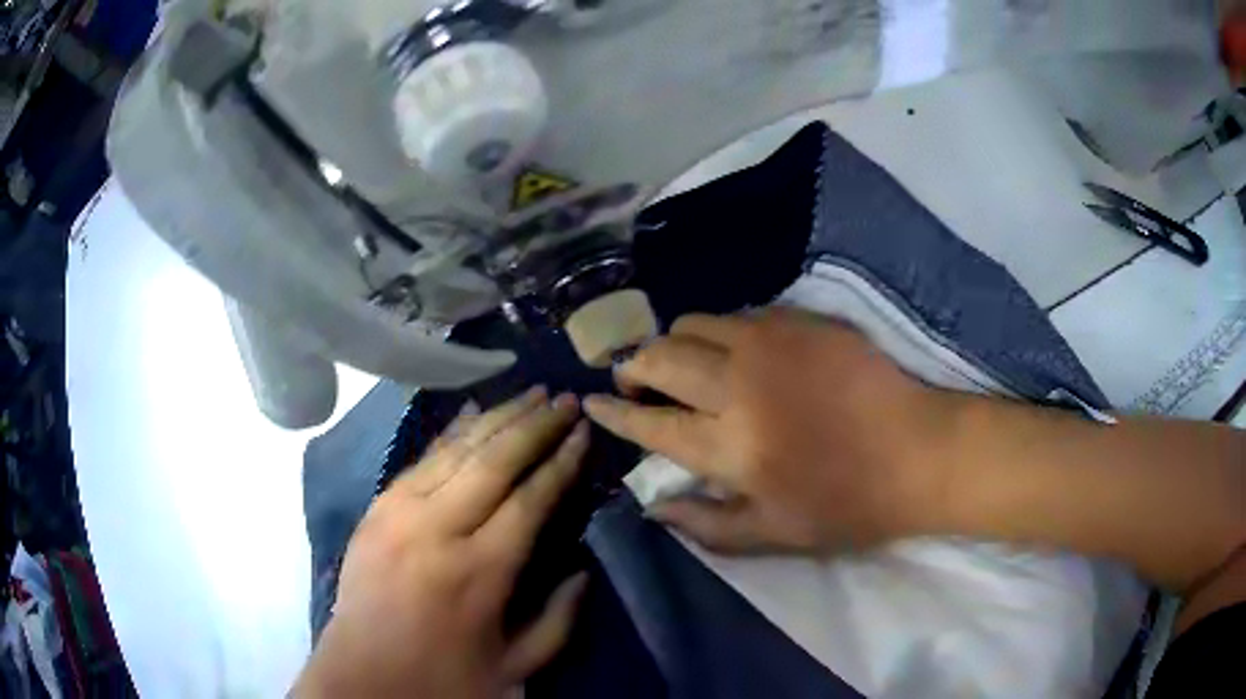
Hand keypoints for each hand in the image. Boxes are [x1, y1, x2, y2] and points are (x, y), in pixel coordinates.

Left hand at [294, 388, 590, 698]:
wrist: (363, 676)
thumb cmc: (443, 677)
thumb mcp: (515, 665)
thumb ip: (558, 619)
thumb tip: (583, 569)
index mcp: (479, 572)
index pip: (530, 499)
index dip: (561, 462)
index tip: (583, 431)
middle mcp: (438, 530)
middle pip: (495, 461)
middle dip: (536, 425)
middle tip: (566, 398)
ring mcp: (400, 512)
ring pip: (457, 449)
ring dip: (498, 417)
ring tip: (531, 393)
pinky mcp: (377, 508)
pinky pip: (422, 459)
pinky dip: (452, 433)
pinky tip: (475, 413)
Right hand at [585, 309, 958, 555]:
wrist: (919, 451)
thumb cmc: (848, 503)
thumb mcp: (774, 535)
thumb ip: (705, 524)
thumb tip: (653, 503)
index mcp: (731, 445)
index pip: (650, 422)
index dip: (614, 413)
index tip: (591, 401)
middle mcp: (740, 383)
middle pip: (660, 357)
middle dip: (633, 365)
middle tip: (632, 379)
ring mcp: (772, 342)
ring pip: (694, 323)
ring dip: (674, 343)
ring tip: (680, 363)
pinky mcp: (802, 319)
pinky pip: (740, 314)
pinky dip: (721, 333)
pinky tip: (735, 353)